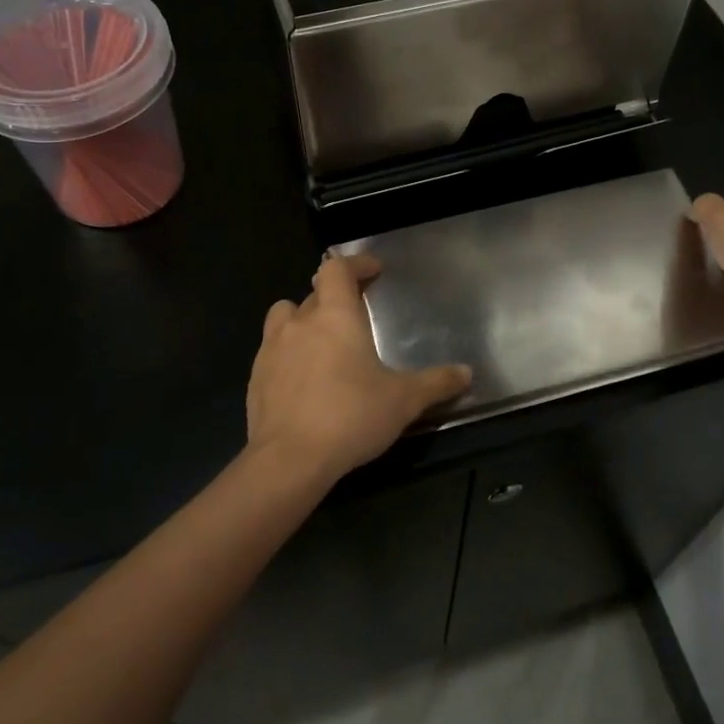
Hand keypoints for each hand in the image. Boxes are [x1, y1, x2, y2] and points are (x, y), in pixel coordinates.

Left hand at [246, 253, 472, 480]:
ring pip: (284, 317)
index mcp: (335, 316)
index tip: (373, 270)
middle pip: (313, 292)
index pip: (337, 269)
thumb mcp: (404, 400)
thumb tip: (467, 373)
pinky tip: (303, 379)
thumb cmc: (351, 416)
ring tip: (322, 340)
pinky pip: (272, 351)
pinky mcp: (255, 377)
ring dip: (303, 320)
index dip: (355, 264)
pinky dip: (288, 353)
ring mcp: (271, 349)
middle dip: (334, 296)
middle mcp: (300, 323)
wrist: (289, 460)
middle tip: (355, 313)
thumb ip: (436, 383)